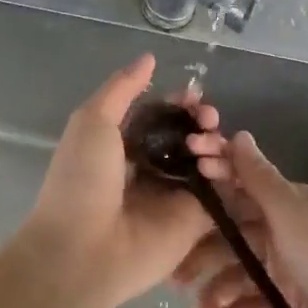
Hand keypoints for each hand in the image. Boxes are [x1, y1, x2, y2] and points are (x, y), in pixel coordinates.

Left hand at [18, 56, 220, 307]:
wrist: (82, 249)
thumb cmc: (81, 181)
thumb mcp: (93, 121)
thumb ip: (122, 88)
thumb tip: (150, 58)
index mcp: (124, 145)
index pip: (162, 117)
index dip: (179, 104)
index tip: (192, 95)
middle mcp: (152, 168)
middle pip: (189, 137)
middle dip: (202, 121)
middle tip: (205, 117)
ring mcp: (174, 196)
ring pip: (208, 161)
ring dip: (214, 143)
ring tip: (205, 142)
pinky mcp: (195, 221)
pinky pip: (220, 192)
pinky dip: (226, 173)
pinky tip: (216, 164)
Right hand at [176, 131, 307, 307]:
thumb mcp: (294, 216)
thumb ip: (261, 179)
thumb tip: (239, 134)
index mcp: (292, 204)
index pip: (243, 185)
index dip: (210, 183)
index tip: (175, 187)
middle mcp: (287, 231)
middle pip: (234, 234)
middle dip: (203, 253)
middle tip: (174, 275)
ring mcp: (289, 270)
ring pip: (240, 274)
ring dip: (217, 293)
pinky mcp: (291, 305)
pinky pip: (254, 305)